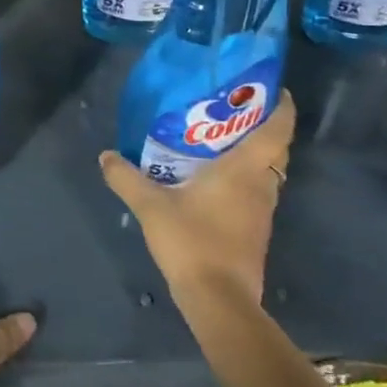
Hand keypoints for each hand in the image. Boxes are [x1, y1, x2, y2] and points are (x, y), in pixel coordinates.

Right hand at [98, 91, 296, 308]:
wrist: (219, 299)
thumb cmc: (192, 241)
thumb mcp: (150, 206)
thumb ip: (126, 178)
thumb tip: (106, 155)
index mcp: (245, 169)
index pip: (277, 129)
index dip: (280, 105)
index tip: (272, 87)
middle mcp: (261, 184)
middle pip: (274, 147)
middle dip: (260, 125)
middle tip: (230, 109)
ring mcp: (261, 210)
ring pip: (266, 170)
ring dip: (252, 152)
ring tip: (218, 139)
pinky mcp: (255, 230)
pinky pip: (255, 190)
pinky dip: (243, 176)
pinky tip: (213, 179)